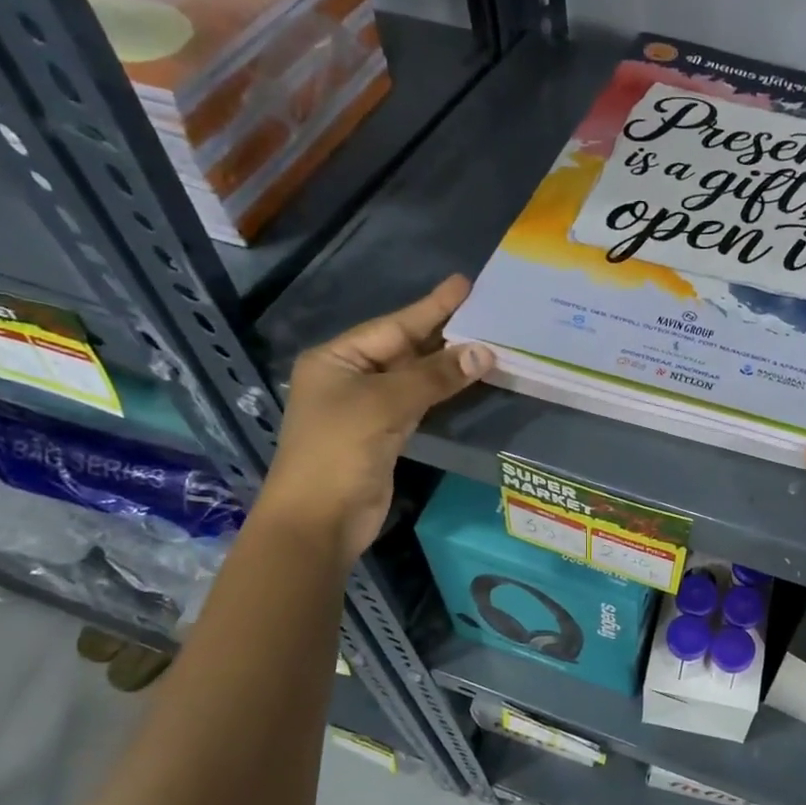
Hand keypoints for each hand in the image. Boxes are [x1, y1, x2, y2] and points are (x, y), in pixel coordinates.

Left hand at [260, 275, 492, 563]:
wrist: (319, 520)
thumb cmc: (340, 451)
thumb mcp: (385, 405)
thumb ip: (434, 377)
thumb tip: (484, 352)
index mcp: (337, 359)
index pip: (393, 326)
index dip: (431, 307)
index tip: (464, 284)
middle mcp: (349, 378)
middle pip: (404, 348)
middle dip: (443, 333)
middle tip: (485, 311)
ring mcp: (366, 408)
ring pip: (414, 377)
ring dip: (447, 364)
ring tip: (487, 342)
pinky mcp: (383, 435)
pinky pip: (418, 403)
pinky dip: (442, 392)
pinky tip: (466, 380)